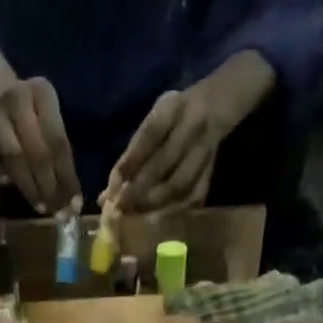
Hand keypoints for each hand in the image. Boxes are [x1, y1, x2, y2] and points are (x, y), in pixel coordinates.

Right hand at [0, 73, 80, 214]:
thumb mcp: (46, 115)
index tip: (74, 205)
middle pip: (37, 151)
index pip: (58, 141)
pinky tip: (9, 187)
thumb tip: (68, 196)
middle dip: (50, 187)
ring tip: (42, 207)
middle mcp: (17, 99)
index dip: (67, 177)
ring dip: (29, 188)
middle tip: (58, 213)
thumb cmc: (26, 110)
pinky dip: (0, 177)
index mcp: (41, 92)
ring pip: (14, 158)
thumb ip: (56, 147)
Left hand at [107, 87, 223, 212]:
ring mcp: (206, 147)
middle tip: (121, 208)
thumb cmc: (174, 117)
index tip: (113, 187)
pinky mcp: (212, 169)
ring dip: (155, 203)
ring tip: (136, 214)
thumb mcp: (154, 121)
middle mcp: (193, 124)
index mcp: (174, 107)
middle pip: (165, 161)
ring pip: (180, 183)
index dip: (131, 162)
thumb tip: (106, 196)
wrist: (217, 104)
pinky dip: (173, 210)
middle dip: (139, 189)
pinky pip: (194, 195)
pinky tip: (158, 218)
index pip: (151, 134)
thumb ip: (132, 154)